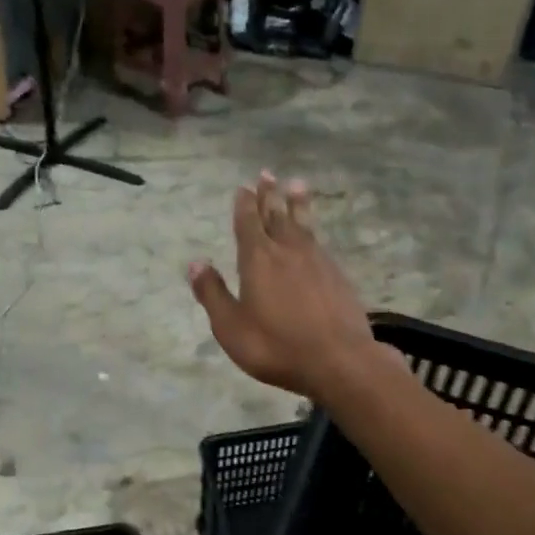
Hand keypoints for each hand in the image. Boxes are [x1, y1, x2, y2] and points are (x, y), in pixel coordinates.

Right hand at [188, 172, 378, 398]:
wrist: (338, 360)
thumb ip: (212, 294)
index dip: (244, 204)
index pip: (247, 223)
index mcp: (257, 260)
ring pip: (303, 225)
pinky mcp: (338, 276)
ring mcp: (317, 262)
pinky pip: (320, 243)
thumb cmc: (276, 346)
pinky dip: (313, 231)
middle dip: (269, 195)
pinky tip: (314, 236)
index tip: (243, 187)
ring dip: (297, 204)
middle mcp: (288, 251)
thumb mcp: (231, 327)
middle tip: (267, 174)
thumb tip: (195, 263)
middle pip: (276, 216)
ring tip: (296, 185)